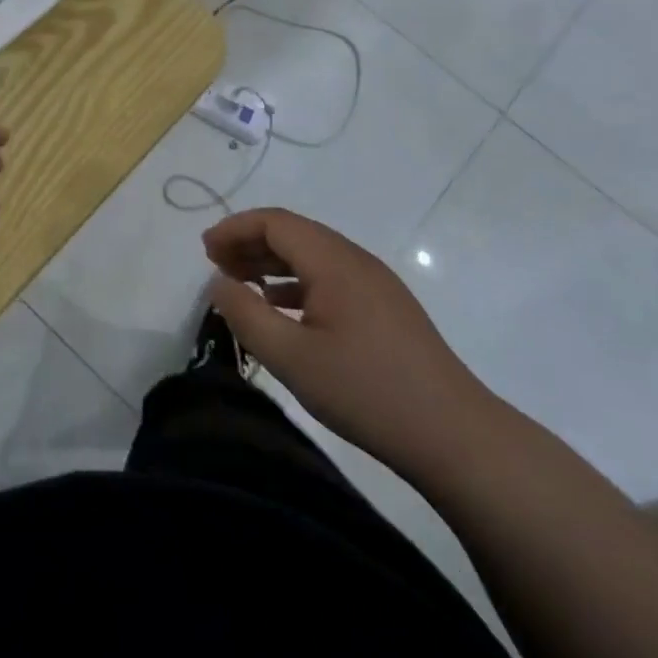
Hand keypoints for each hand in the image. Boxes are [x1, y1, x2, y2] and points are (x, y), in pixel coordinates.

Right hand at [203, 208, 499, 481]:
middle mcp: (356, 261)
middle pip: (294, 233)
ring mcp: (375, 284)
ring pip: (313, 256)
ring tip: (240, 284)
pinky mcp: (385, 309)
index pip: (276, 222)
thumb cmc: (366, 392)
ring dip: (272, 262)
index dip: (235, 228)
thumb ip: (246, 316)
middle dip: (250, 242)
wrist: (454, 435)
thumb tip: (219, 283)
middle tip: (215, 266)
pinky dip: (296, 283)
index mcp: (334, 262)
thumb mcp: (291, 358)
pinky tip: (281, 309)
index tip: (204, 250)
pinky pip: (330, 278)